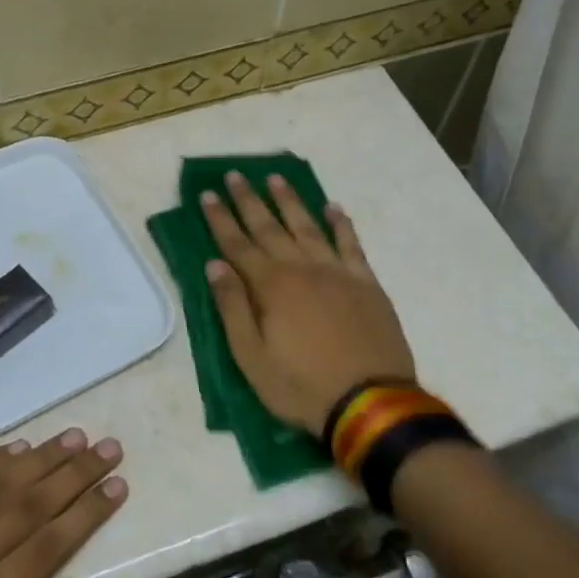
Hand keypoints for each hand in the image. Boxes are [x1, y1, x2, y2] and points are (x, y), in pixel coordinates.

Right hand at [201, 172, 414, 438]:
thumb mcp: (251, 357)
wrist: (370, 402)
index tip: (208, 193)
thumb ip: (233, 307)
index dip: (220, 219)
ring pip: (308, 227)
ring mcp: (337, 272)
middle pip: (269, 227)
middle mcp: (302, 268)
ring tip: (275, 178)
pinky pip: (351, 244)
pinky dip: (341, 224)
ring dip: (290, 201)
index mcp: (271, 287)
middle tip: (235, 174)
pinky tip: (333, 208)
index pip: (237, 245)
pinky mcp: (366, 283)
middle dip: (249, 201)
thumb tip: (214, 265)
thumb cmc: (301, 386)